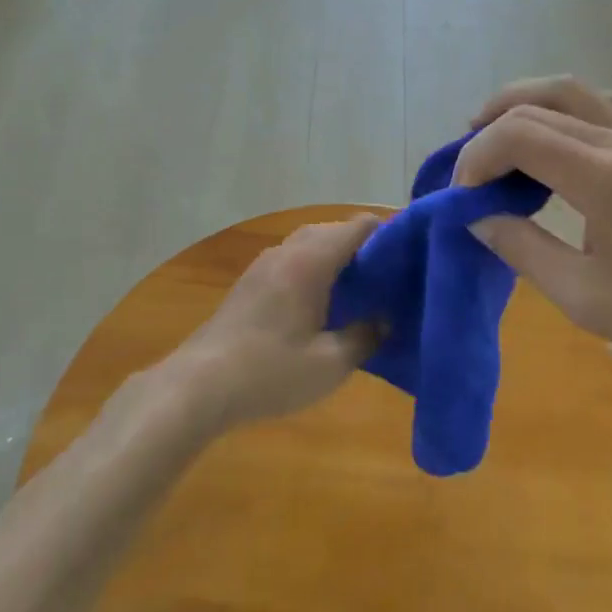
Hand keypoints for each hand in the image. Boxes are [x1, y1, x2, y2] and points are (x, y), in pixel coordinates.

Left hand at [160, 215, 384, 432]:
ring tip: (362, 289)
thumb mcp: (330, 364)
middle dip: (365, 246)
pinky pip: (293, 259)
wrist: (199, 385)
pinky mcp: (250, 282)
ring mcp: (265, 264)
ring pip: (310, 243)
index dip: (389, 233)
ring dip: (337, 257)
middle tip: (391, 276)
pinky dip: (315, 268)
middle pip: (334, 230)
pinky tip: (322, 303)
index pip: (359, 226)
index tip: (411, 255)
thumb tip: (385, 319)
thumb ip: (365, 336)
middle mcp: (288, 251)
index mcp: (311, 261)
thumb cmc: (270, 372)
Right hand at [456, 76, 611, 383]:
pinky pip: (593, 103)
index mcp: (605, 179)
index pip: (519, 135)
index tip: (463, 197)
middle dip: (489, 128)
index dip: (476, 158)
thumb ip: (520, 247)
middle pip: (537, 102)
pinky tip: (544, 145)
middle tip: (468, 168)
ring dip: (520, 105)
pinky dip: (554, 110)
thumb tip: (476, 214)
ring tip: (492, 138)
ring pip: (567, 90)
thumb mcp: (580, 295)